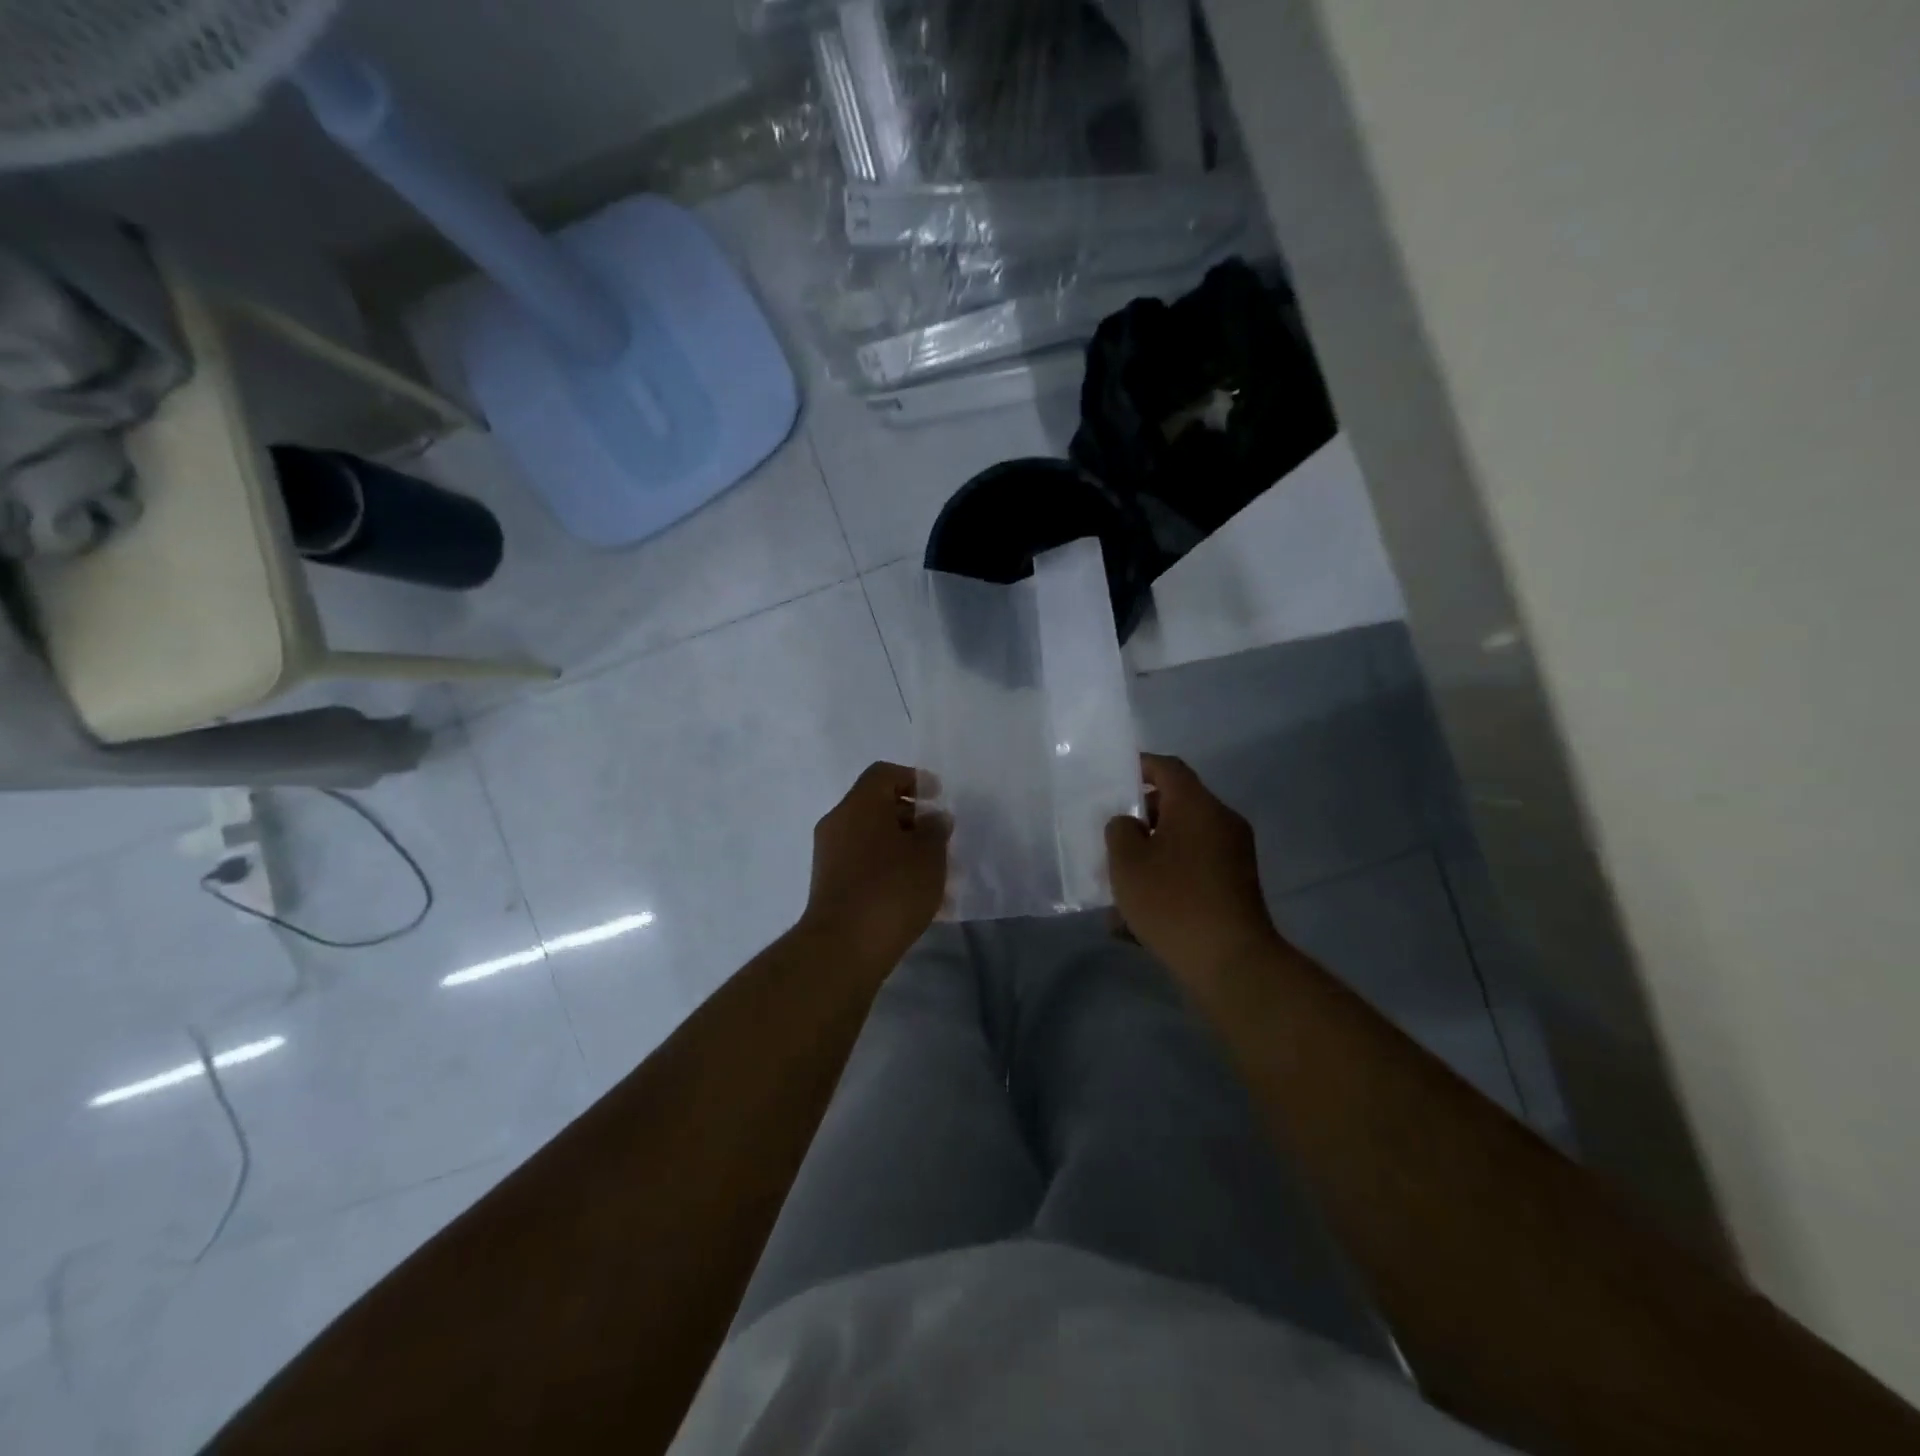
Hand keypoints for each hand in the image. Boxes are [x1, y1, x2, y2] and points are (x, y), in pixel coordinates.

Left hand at [799, 761, 949, 969]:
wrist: (844, 946)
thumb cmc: (892, 888)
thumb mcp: (928, 855)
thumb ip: (935, 830)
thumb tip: (933, 818)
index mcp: (859, 805)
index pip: (883, 774)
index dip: (913, 779)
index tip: (937, 797)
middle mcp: (839, 822)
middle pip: (876, 806)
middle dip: (911, 817)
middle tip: (939, 836)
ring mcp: (830, 855)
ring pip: (871, 837)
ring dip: (901, 846)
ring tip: (932, 870)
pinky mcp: (830, 884)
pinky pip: (863, 862)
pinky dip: (887, 867)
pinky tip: (912, 893)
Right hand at [1106, 753, 1281, 983]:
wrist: (1231, 963)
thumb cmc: (1173, 900)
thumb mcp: (1127, 862)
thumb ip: (1119, 831)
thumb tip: (1129, 825)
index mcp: (1197, 806)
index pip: (1168, 768)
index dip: (1139, 767)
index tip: (1112, 778)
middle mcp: (1221, 823)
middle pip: (1176, 806)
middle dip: (1140, 819)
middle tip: (1109, 837)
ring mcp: (1233, 857)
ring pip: (1181, 843)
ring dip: (1151, 856)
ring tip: (1117, 886)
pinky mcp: (1234, 889)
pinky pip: (1193, 872)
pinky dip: (1167, 881)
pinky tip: (1135, 921)